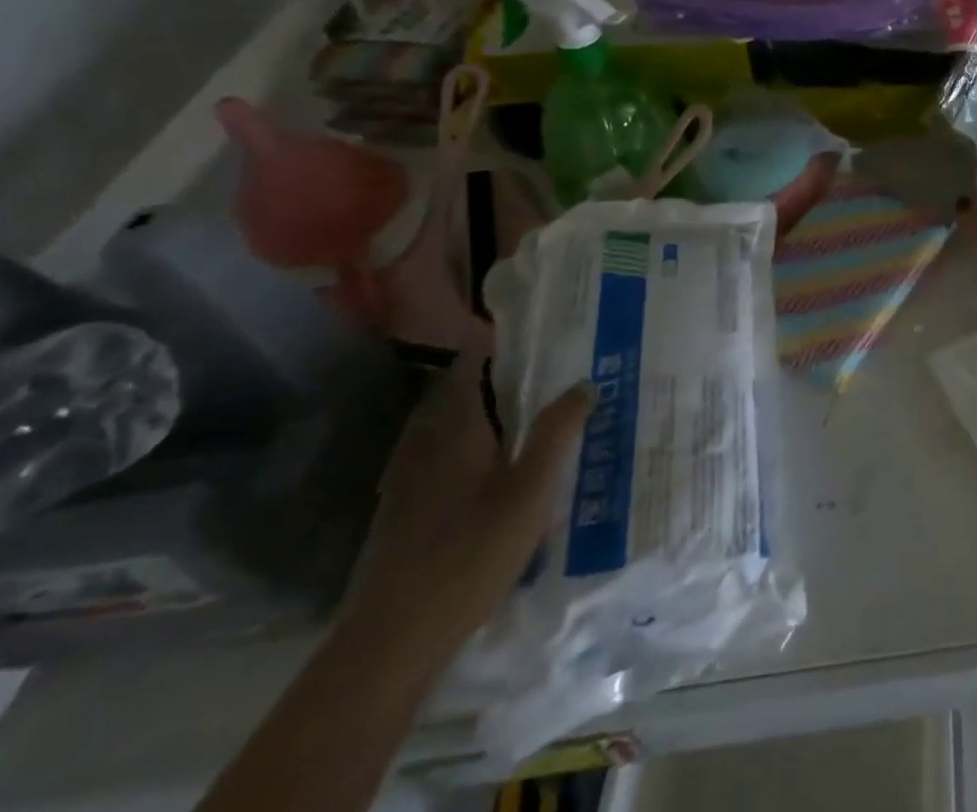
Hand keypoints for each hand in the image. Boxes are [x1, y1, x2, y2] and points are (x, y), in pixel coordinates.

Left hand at [345, 355, 589, 657]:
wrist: (392, 639)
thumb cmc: (470, 552)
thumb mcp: (532, 489)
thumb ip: (558, 431)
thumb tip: (584, 383)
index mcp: (453, 428)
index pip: (468, 365)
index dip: (495, 345)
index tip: (532, 337)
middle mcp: (423, 444)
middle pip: (454, 394)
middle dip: (492, 380)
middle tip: (539, 376)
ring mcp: (405, 480)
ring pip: (443, 429)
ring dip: (476, 415)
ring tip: (519, 420)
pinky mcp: (399, 513)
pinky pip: (435, 459)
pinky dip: (462, 449)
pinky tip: (486, 474)